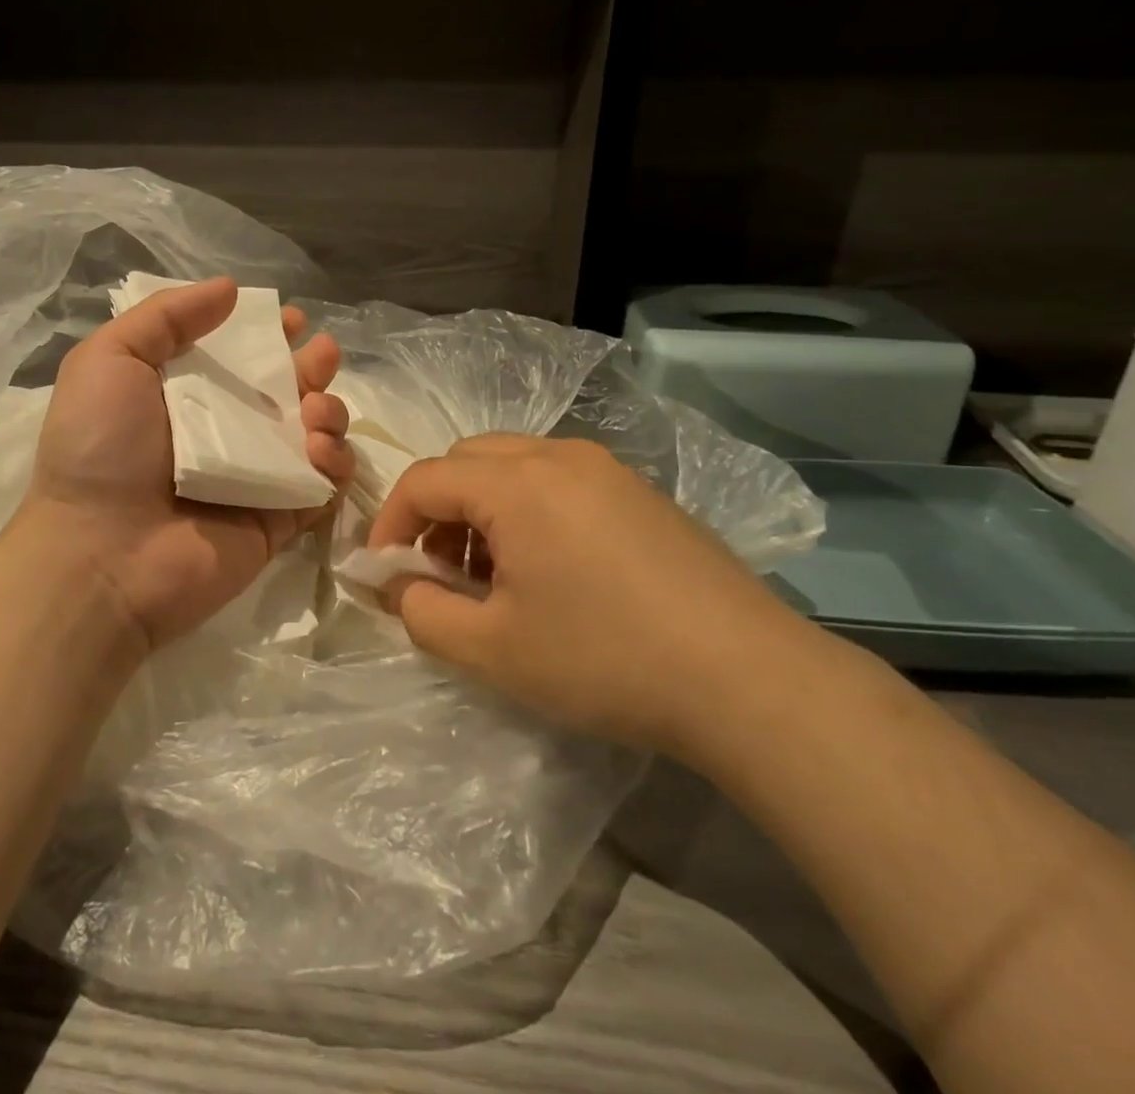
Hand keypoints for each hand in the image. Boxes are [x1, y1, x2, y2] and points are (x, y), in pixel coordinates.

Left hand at [12, 277, 352, 650]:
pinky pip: (323, 484)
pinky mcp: (280, 517)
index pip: (241, 358)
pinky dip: (334, 461)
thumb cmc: (99, 448)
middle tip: (321, 354)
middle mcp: (227, 432)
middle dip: (312, 367)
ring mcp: (257, 477)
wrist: (100, 553)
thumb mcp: (110, 358)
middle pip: (286, 392)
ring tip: (313, 410)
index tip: (291, 320)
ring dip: (328, 410)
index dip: (270, 335)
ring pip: (314, 434)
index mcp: (188, 396)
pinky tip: (318, 448)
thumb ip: (167, 317)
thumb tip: (229, 288)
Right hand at [370, 434, 807, 757]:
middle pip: (468, 460)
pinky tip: (550, 571)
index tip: (385, 571)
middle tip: (440, 570)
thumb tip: (399, 585)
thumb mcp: (492, 650)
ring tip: (493, 575)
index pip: (425, 480)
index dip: (390, 523)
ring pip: (514, 466)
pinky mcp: (641, 493)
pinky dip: (528, 510)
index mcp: (516, 483)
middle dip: (437, 510)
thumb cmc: (604, 660)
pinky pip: (559, 481)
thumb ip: (423, 612)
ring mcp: (607, 470)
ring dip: (482, 508)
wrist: (748, 678)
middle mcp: (559, 456)